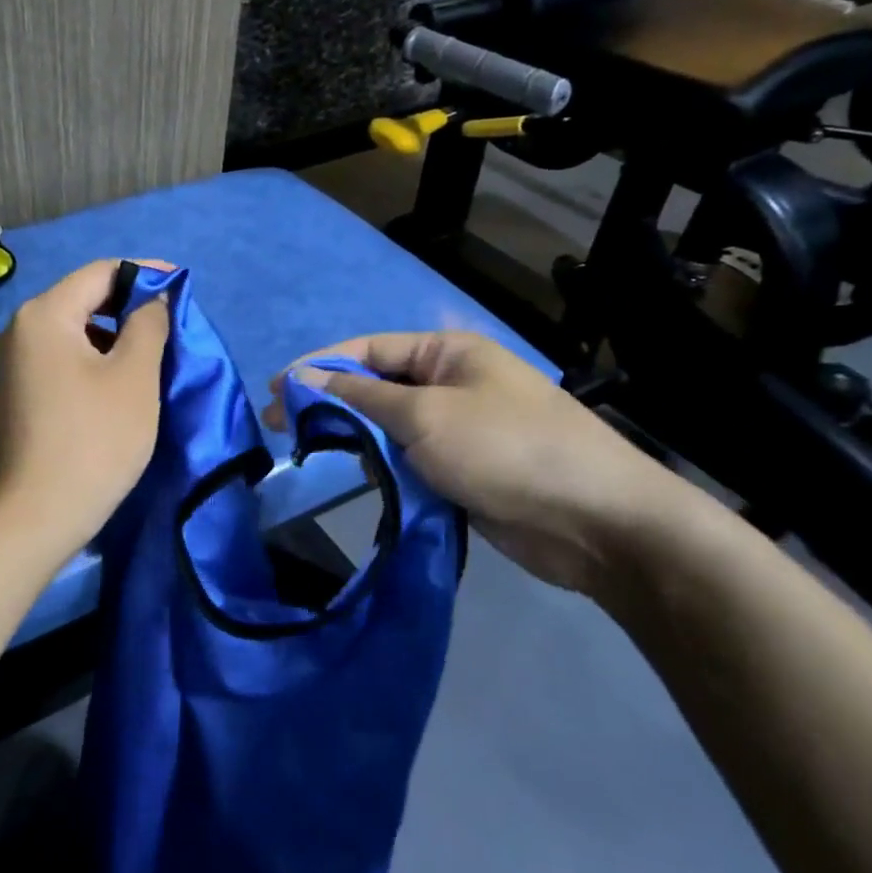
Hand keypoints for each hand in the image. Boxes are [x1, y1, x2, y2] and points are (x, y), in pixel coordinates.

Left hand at [0, 260, 169, 557]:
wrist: (38, 515)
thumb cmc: (95, 439)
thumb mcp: (135, 376)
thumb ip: (149, 323)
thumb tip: (152, 298)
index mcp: (44, 314)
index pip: (101, 272)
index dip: (145, 274)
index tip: (181, 286)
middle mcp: (19, 328)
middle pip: (83, 298)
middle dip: (129, 306)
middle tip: (170, 326)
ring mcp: (13, 363)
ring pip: (73, 330)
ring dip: (113, 335)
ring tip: (151, 355)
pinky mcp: (17, 392)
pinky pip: (61, 357)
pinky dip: (93, 359)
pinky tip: (119, 382)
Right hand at [266, 331, 688, 601]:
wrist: (594, 522)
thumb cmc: (505, 449)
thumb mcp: (425, 415)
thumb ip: (360, 397)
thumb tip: (306, 378)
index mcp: (447, 354)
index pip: (368, 350)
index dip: (319, 366)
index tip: (277, 392)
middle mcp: (451, 384)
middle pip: (375, 387)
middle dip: (330, 405)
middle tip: (281, 429)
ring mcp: (458, 430)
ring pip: (389, 428)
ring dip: (355, 439)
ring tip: (314, 454)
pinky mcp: (462, 471)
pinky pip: (409, 461)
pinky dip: (383, 468)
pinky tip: (359, 479)